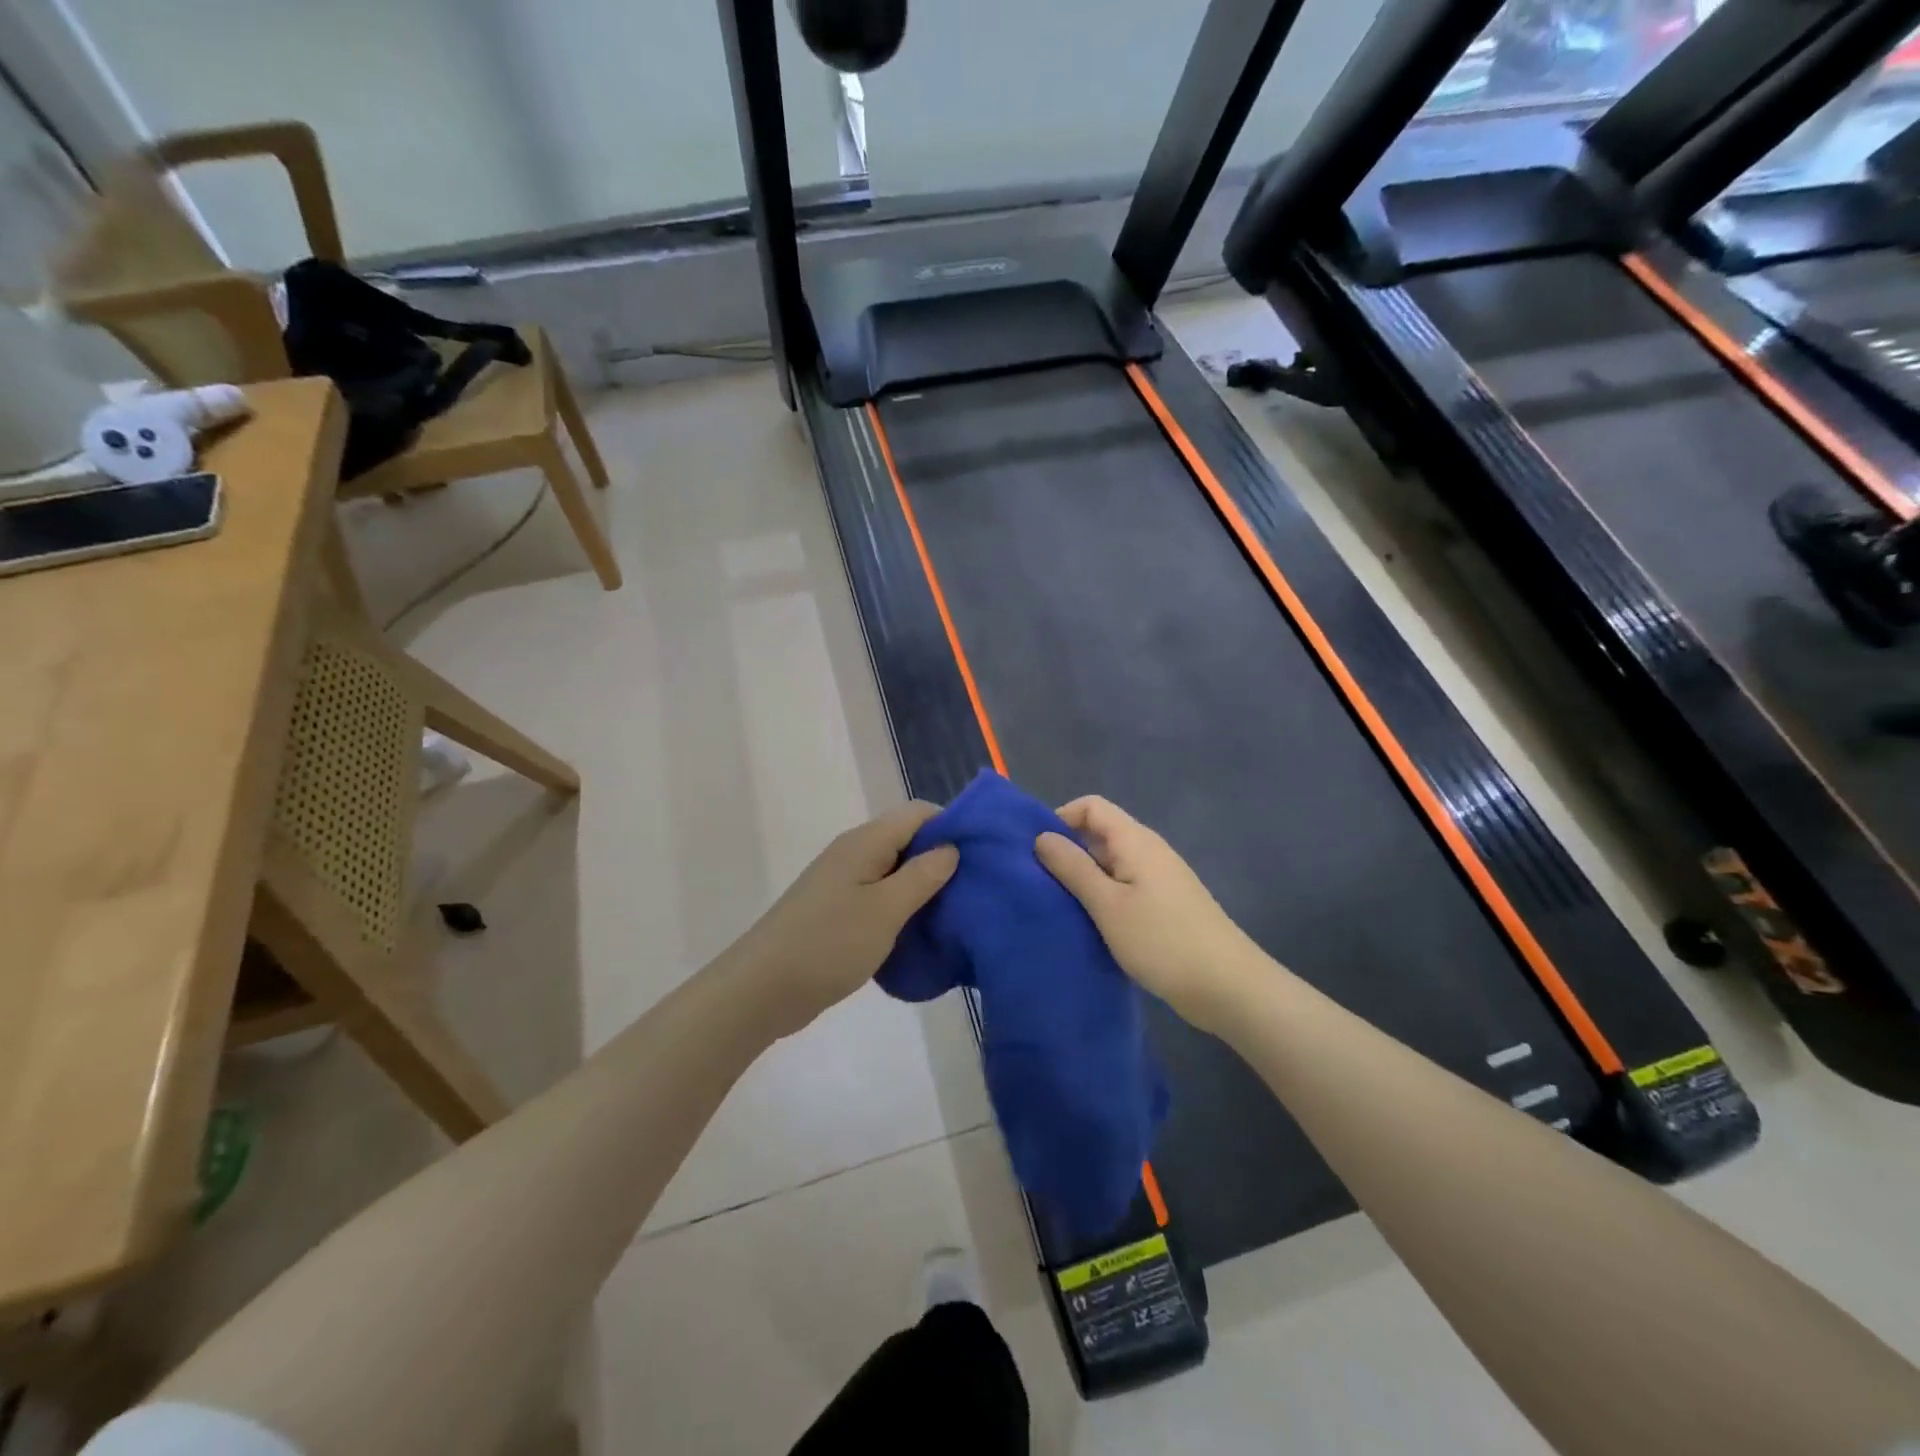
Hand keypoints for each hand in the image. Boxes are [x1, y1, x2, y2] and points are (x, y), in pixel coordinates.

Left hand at [731, 801, 958, 1036]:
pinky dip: (903, 908)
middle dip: (942, 859)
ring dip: (924, 887)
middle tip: (976, 889)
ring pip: (895, 871)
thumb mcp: (886, 910)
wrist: (761, 990)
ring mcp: (843, 882)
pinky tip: (921, 933)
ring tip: (956, 912)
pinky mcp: (837, 910)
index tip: (983, 856)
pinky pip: (880, 897)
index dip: (953, 826)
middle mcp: (854, 853)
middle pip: (908, 840)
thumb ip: (923, 875)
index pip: (919, 813)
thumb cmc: (828, 944)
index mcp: (866, 842)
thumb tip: (951, 847)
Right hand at [1035, 796, 1262, 1034]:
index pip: (1091, 806)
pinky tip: (1089, 923)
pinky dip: (1103, 896)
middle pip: (1100, 833)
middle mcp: (1148, 850)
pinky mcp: (1164, 904)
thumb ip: (1073, 868)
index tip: (1037, 852)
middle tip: (1039, 883)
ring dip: (1084, 877)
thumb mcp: (1107, 904)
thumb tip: (1042, 836)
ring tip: (1059, 905)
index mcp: (1135, 840)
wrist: (1226, 986)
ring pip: (1111, 863)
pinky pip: (1124, 886)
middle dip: (1068, 851)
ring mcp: (1159, 878)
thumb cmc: (1162, 940)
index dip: (1061, 819)